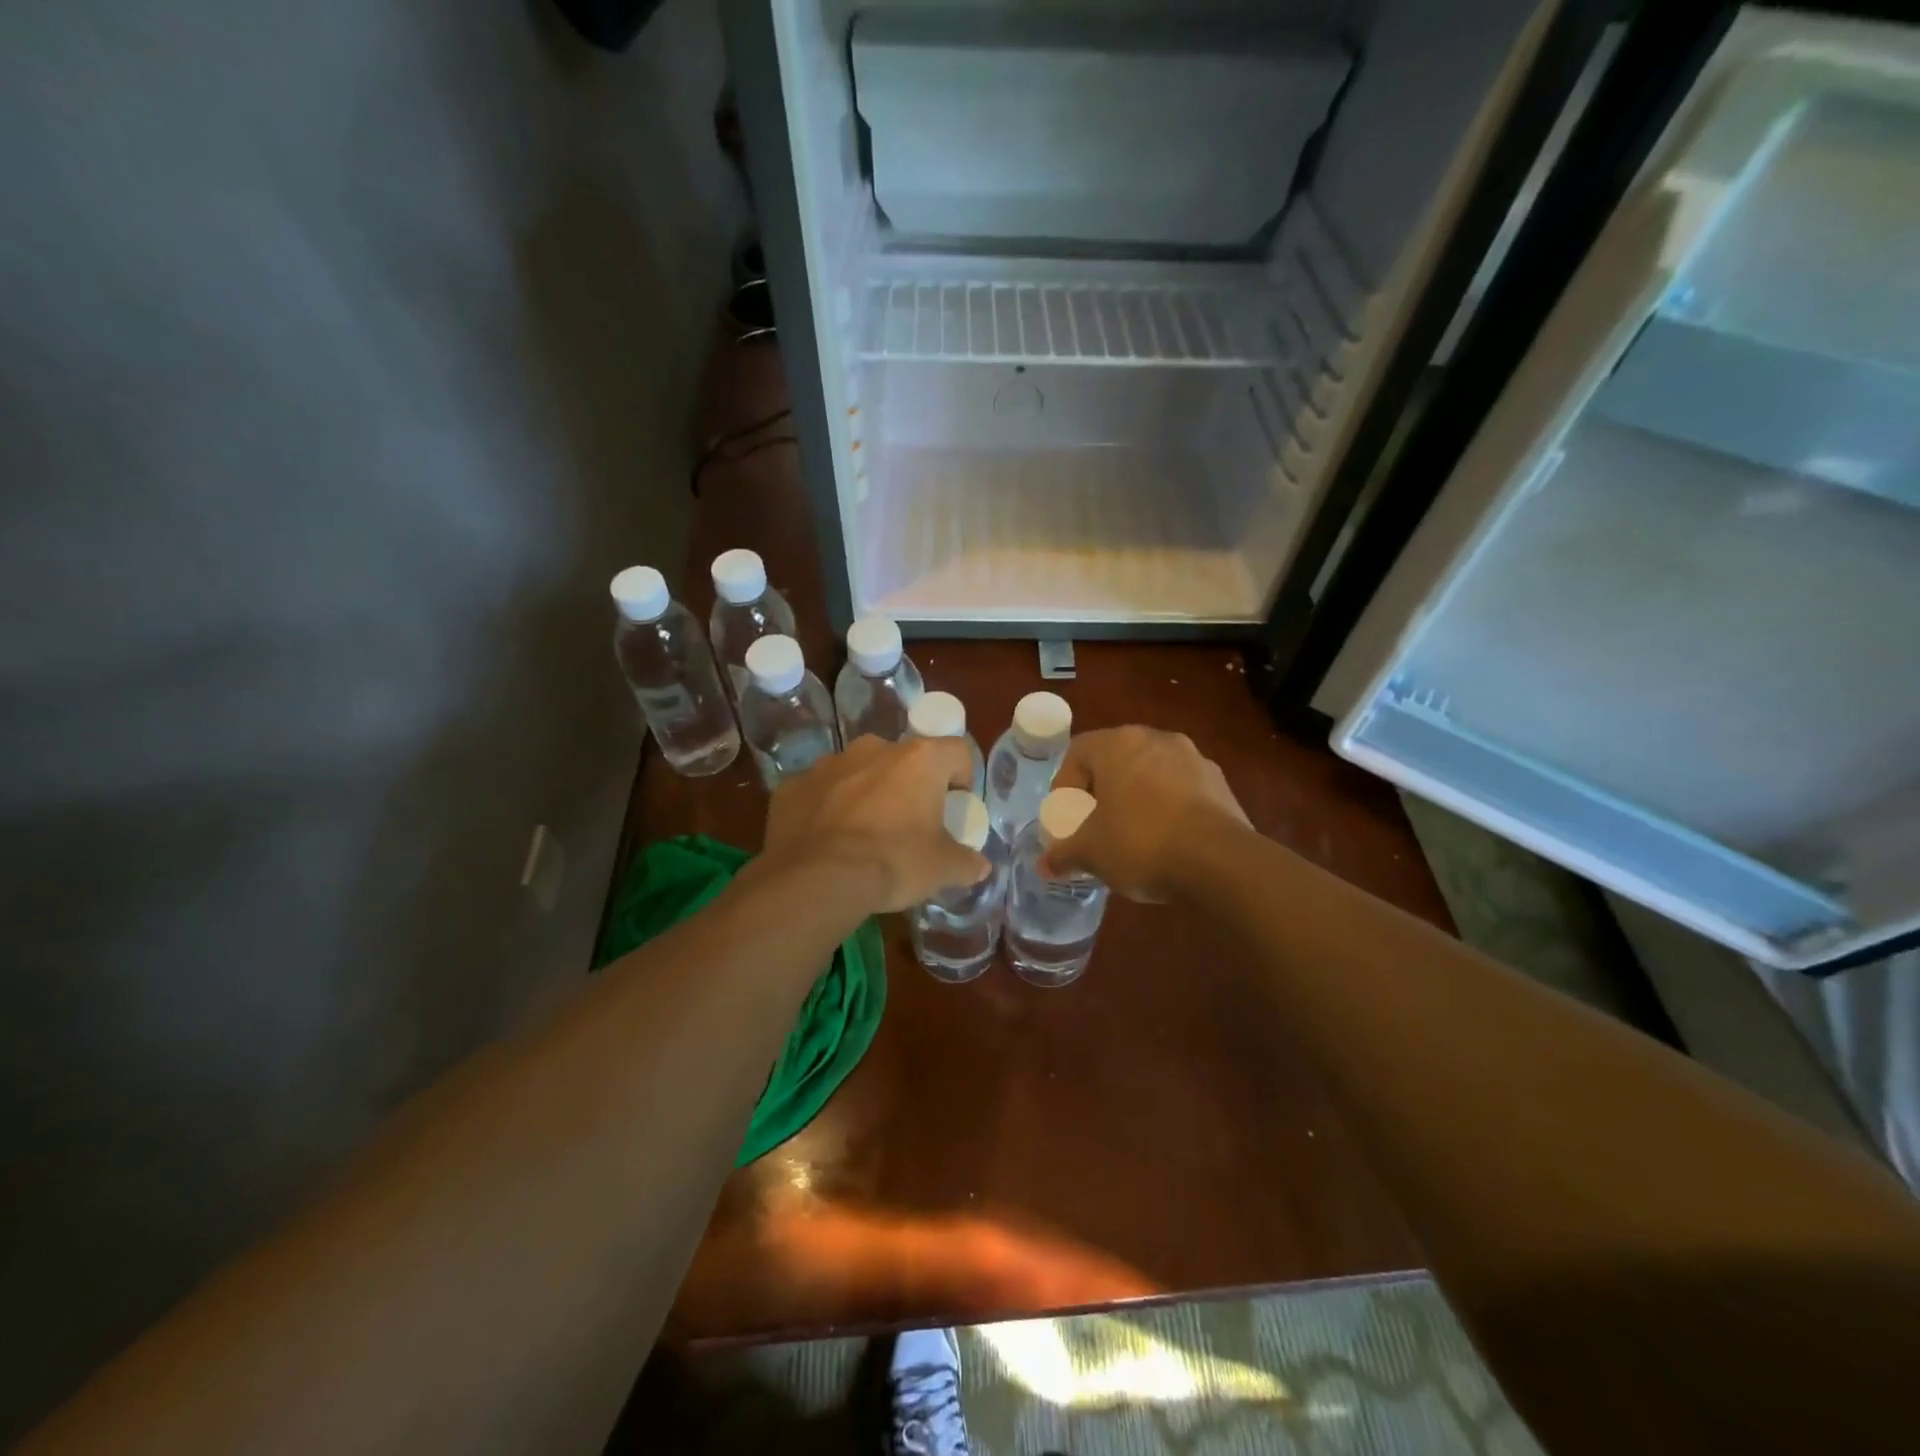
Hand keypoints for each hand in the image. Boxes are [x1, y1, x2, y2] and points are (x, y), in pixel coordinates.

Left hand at [760, 735, 988, 913]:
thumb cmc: (894, 862)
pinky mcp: (793, 785)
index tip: (956, 804)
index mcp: (919, 760)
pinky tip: (826, 841)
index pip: (956, 751)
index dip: (962, 776)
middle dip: (908, 784)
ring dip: (865, 792)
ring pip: (858, 771)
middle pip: (903, 759)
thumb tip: (980, 867)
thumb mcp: (942, 869)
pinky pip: (819, 792)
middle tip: (908, 822)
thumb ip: (966, 863)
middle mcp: (875, 749)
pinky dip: (826, 808)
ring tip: (863, 833)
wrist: (817, 879)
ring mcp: (829, 764)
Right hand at [1043, 726, 1250, 901]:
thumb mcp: (1090, 852)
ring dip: (1136, 799)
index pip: (1078, 752)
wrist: (1220, 861)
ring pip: (1151, 774)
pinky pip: (1181, 791)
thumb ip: (1063, 854)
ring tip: (1131, 837)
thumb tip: (1045, 865)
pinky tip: (1166, 843)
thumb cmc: (1140, 843)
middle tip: (1094, 826)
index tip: (1066, 818)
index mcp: (1118, 743)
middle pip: (1116, 760)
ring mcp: (1194, 759)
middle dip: (1101, 792)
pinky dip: (1168, 810)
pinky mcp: (1221, 784)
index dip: (1064, 785)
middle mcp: (1156, 739)